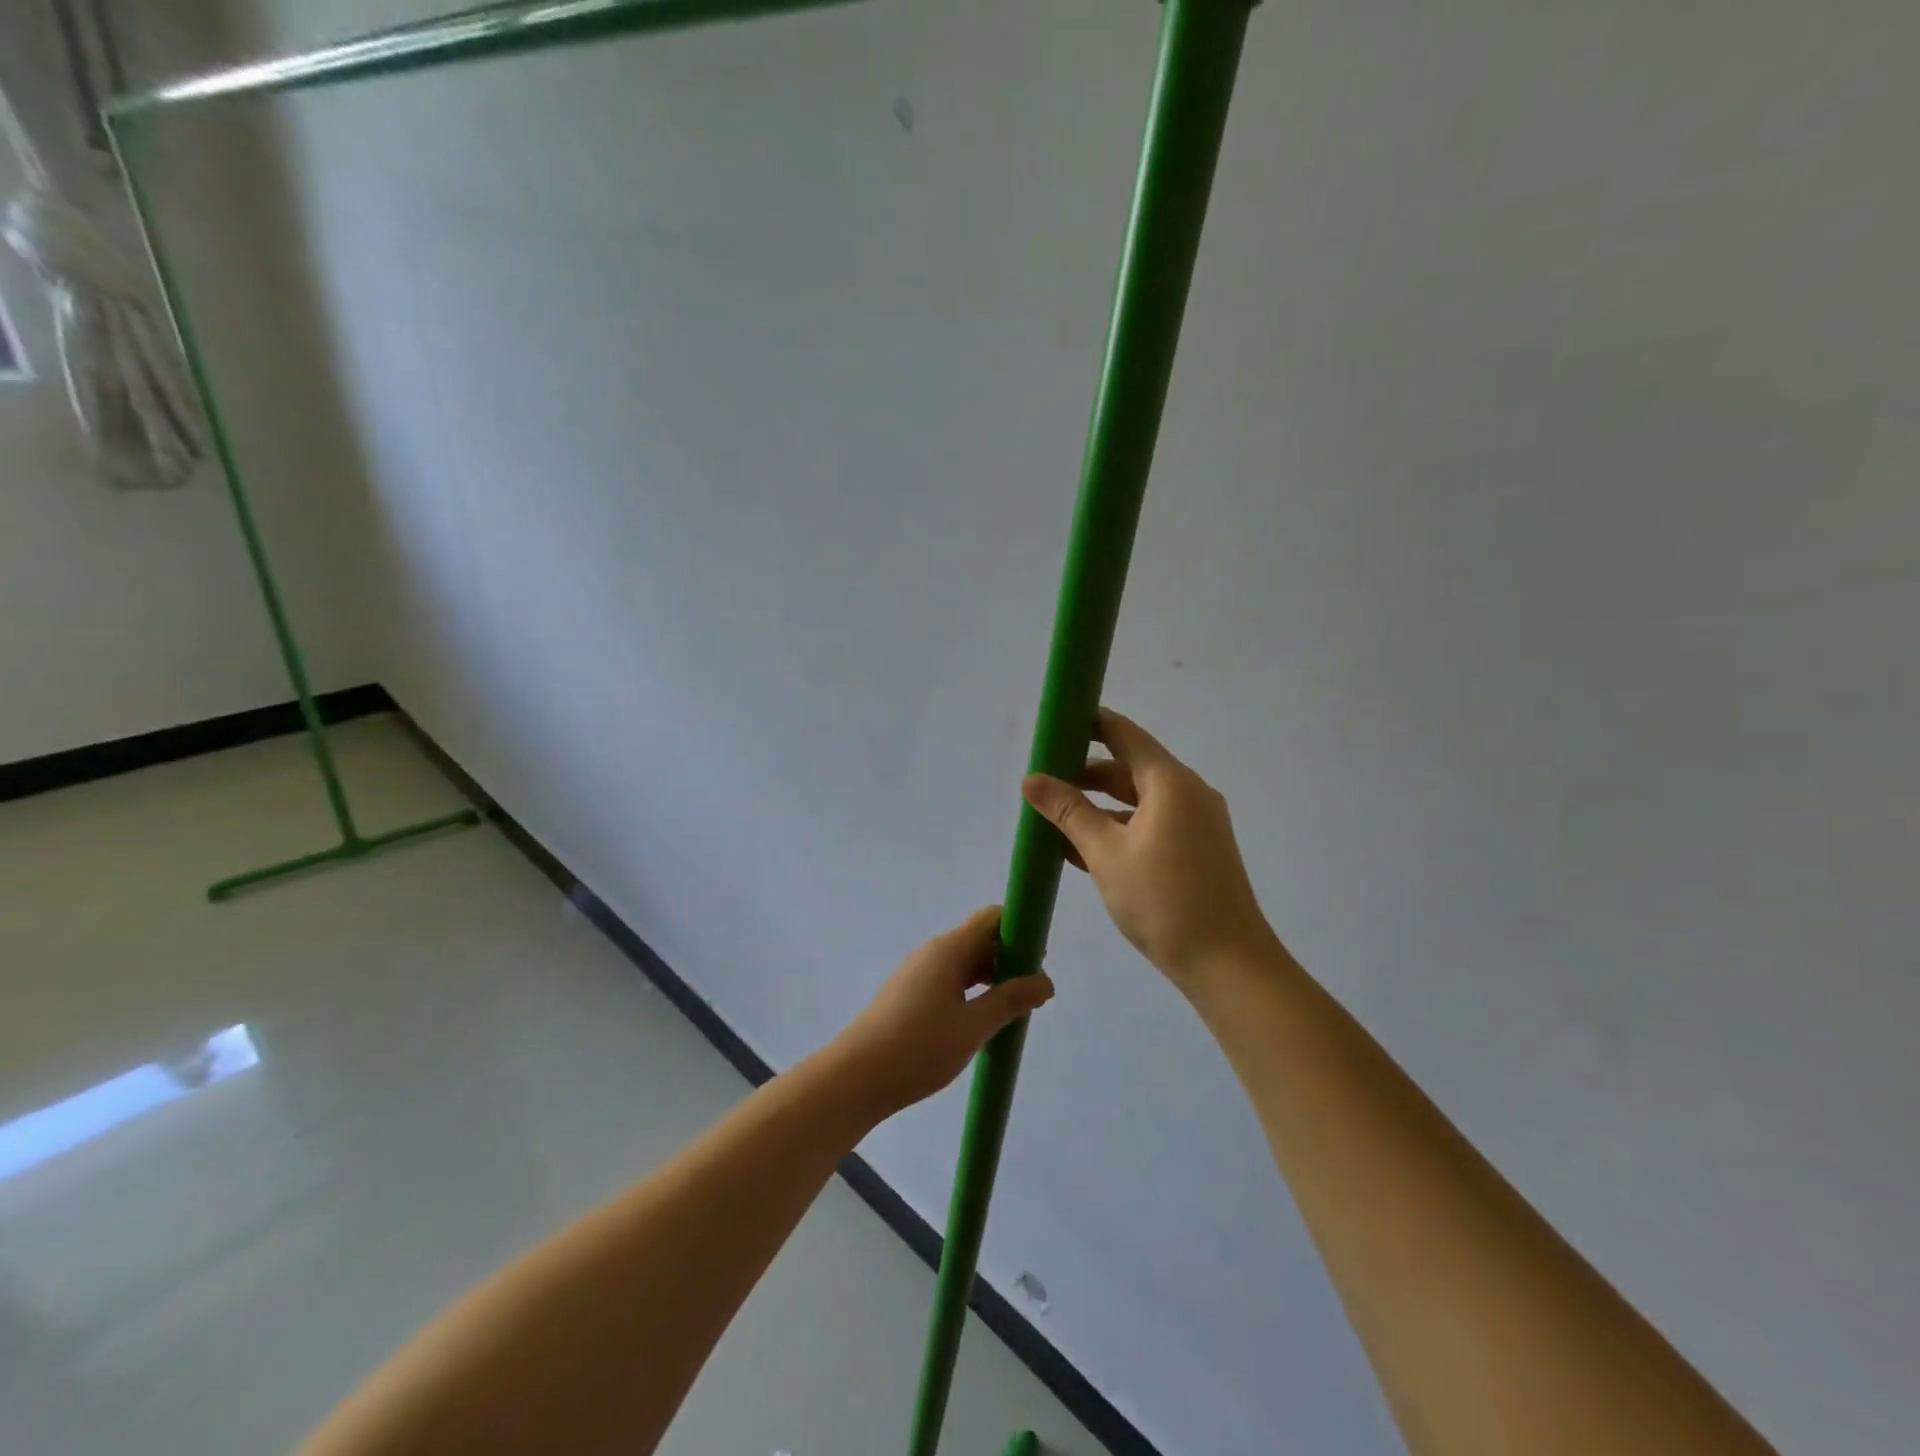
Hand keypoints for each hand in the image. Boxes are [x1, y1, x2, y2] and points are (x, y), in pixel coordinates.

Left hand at [830, 907, 1054, 1117]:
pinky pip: (950, 979)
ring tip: (1014, 1009)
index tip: (1041, 959)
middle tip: (1035, 992)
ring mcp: (919, 972)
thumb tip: (1046, 982)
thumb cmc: (918, 1048)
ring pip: (965, 962)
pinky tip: (982, 1019)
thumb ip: (1010, 1001)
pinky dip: (972, 990)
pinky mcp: (910, 993)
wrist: (856, 1077)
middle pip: (980, 939)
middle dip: (1011, 958)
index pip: (992, 918)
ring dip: (993, 977)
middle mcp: (933, 952)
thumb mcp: (973, 1027)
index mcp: (949, 949)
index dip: (1020, 929)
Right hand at [1023, 708, 1279, 991]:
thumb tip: (1031, 779)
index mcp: (1170, 782)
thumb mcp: (1106, 853)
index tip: (1053, 725)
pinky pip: (1150, 823)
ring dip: (1098, 803)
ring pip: (1138, 798)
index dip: (1088, 723)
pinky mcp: (1197, 849)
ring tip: (1054, 814)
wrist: (1228, 964)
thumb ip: (1068, 812)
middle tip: (1043, 779)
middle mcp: (1188, 793)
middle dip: (1085, 771)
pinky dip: (1118, 826)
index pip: (1124, 734)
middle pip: (1130, 766)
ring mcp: (1196, 822)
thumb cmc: (1164, 900)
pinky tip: (1082, 846)